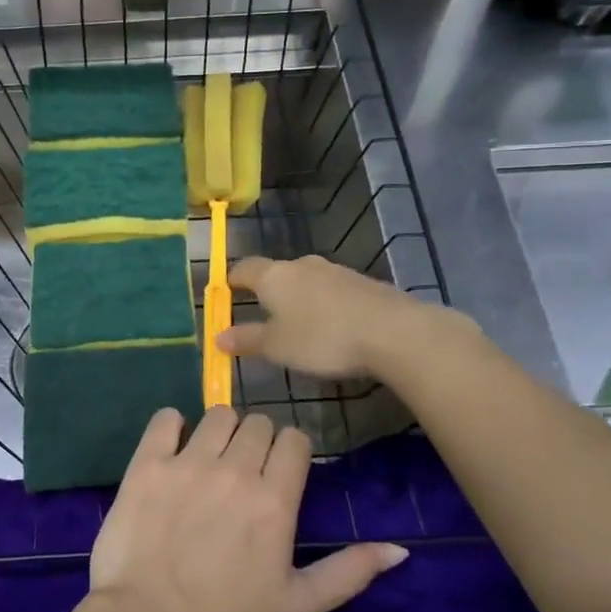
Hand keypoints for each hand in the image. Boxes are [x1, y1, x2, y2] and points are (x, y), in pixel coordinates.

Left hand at [87, 407, 406, 611]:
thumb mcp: (298, 606)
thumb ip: (348, 572)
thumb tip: (398, 549)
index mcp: (274, 500)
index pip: (294, 440)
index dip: (290, 451)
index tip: (280, 471)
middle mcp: (235, 470)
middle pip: (258, 422)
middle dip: (258, 440)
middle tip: (244, 471)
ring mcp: (188, 462)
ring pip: (218, 415)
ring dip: (220, 431)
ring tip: (210, 460)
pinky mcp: (147, 463)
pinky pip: (165, 418)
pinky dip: (172, 425)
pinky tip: (172, 447)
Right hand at [221, 254, 461, 378]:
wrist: (392, 331)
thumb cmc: (322, 338)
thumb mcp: (277, 346)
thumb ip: (247, 339)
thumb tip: (218, 337)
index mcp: (274, 276)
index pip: (243, 268)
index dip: (232, 280)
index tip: (226, 293)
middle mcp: (301, 265)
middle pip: (276, 272)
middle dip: (267, 291)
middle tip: (261, 314)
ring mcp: (335, 270)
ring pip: (306, 280)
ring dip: (298, 298)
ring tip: (298, 324)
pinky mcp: (361, 282)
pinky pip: (331, 290)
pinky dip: (324, 304)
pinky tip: (331, 326)